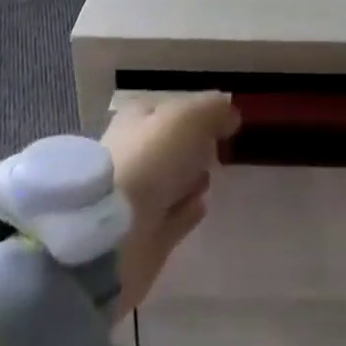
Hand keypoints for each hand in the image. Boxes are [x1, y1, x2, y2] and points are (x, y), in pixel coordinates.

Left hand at [101, 92, 239, 315]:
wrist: (113, 236)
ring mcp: (138, 198)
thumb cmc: (150, 160)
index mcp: (137, 120)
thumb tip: (231, 116)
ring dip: (191, 177)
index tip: (222, 118)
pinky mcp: (146, 237)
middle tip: (218, 146)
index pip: (169, 108)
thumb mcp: (190, 118)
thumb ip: (215, 111)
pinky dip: (188, 211)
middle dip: (193, 146)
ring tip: (212, 174)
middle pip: (171, 146)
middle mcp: (135, 155)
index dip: (194, 111)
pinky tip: (202, 204)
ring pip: (173, 181)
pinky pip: (174, 217)